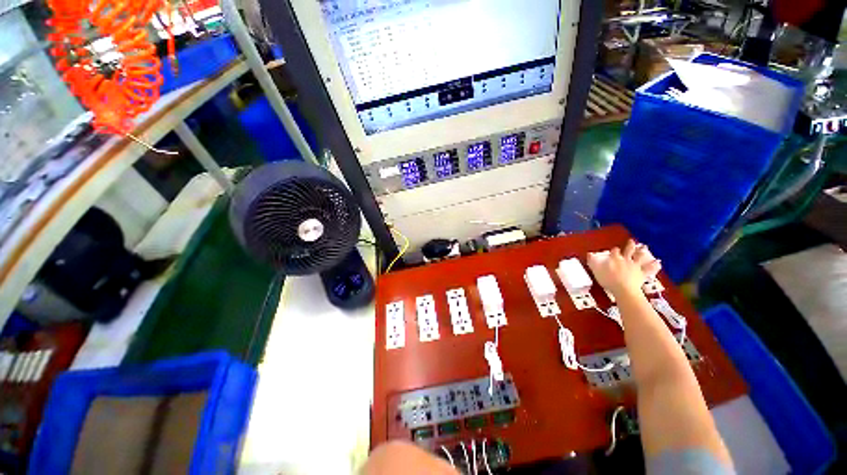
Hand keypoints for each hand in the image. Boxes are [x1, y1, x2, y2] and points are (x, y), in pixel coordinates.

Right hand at [587, 239, 660, 296]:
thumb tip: (589, 253)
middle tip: (632, 241)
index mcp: (614, 259)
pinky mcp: (642, 273)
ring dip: (642, 252)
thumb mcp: (596, 270)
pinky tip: (658, 263)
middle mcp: (625, 260)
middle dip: (630, 246)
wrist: (623, 289)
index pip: (614, 252)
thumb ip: (593, 261)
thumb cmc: (608, 280)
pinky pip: (649, 269)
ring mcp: (635, 266)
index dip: (614, 250)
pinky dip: (654, 266)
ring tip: (645, 247)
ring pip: (639, 257)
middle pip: (628, 251)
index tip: (614, 249)